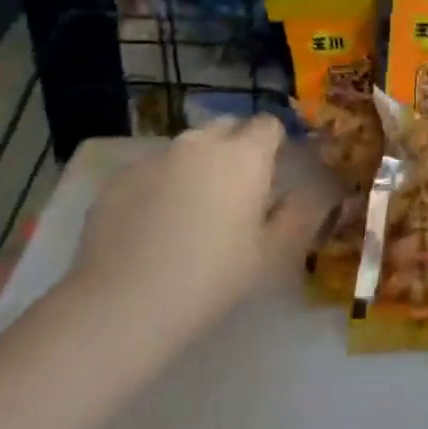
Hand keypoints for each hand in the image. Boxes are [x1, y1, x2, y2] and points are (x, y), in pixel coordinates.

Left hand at [69, 116, 334, 337]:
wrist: (124, 303)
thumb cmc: (212, 278)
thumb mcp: (271, 254)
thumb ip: (297, 215)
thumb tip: (308, 192)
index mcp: (244, 156)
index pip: (268, 124)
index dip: (274, 143)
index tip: (273, 171)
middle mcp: (200, 143)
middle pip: (226, 127)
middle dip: (236, 146)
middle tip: (237, 191)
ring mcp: (155, 157)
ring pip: (187, 147)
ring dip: (198, 164)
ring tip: (193, 209)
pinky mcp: (119, 178)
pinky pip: (152, 170)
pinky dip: (161, 185)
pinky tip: (154, 226)